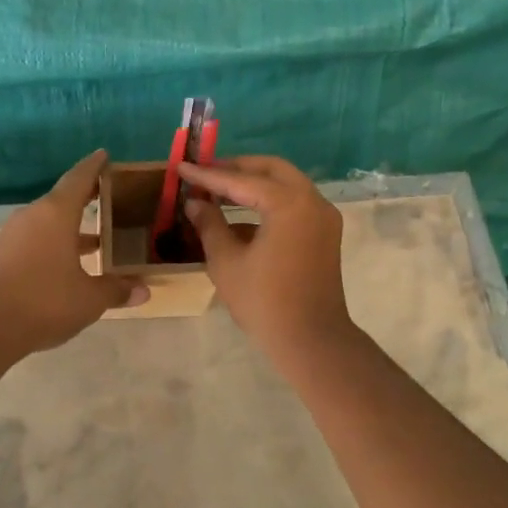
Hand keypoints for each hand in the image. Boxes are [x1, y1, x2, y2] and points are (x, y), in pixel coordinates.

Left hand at [0, 150, 147, 355]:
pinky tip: (70, 265)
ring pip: (49, 223)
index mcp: (56, 214)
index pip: (79, 179)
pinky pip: (36, 241)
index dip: (94, 167)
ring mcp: (13, 237)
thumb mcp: (88, 299)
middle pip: (63, 200)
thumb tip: (143, 289)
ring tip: (98, 239)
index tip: (105, 155)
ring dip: (72, 228)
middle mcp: (33, 217)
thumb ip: (116, 290)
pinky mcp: (2, 257)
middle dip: (87, 199)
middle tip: (111, 199)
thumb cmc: (43, 301)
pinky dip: (56, 245)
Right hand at [179, 156, 354, 364]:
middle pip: (271, 169)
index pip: (241, 180)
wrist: (311, 341)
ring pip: (286, 184)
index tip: (182, 166)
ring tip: (219, 190)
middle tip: (205, 172)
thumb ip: (209, 224)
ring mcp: (323, 217)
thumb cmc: (264, 302)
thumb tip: (195, 202)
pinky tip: (240, 217)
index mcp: (288, 203)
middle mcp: (312, 200)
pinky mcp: (325, 234)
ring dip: (254, 183)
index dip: (208, 175)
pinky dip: (269, 202)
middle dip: (236, 168)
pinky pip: (294, 204)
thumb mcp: (226, 262)